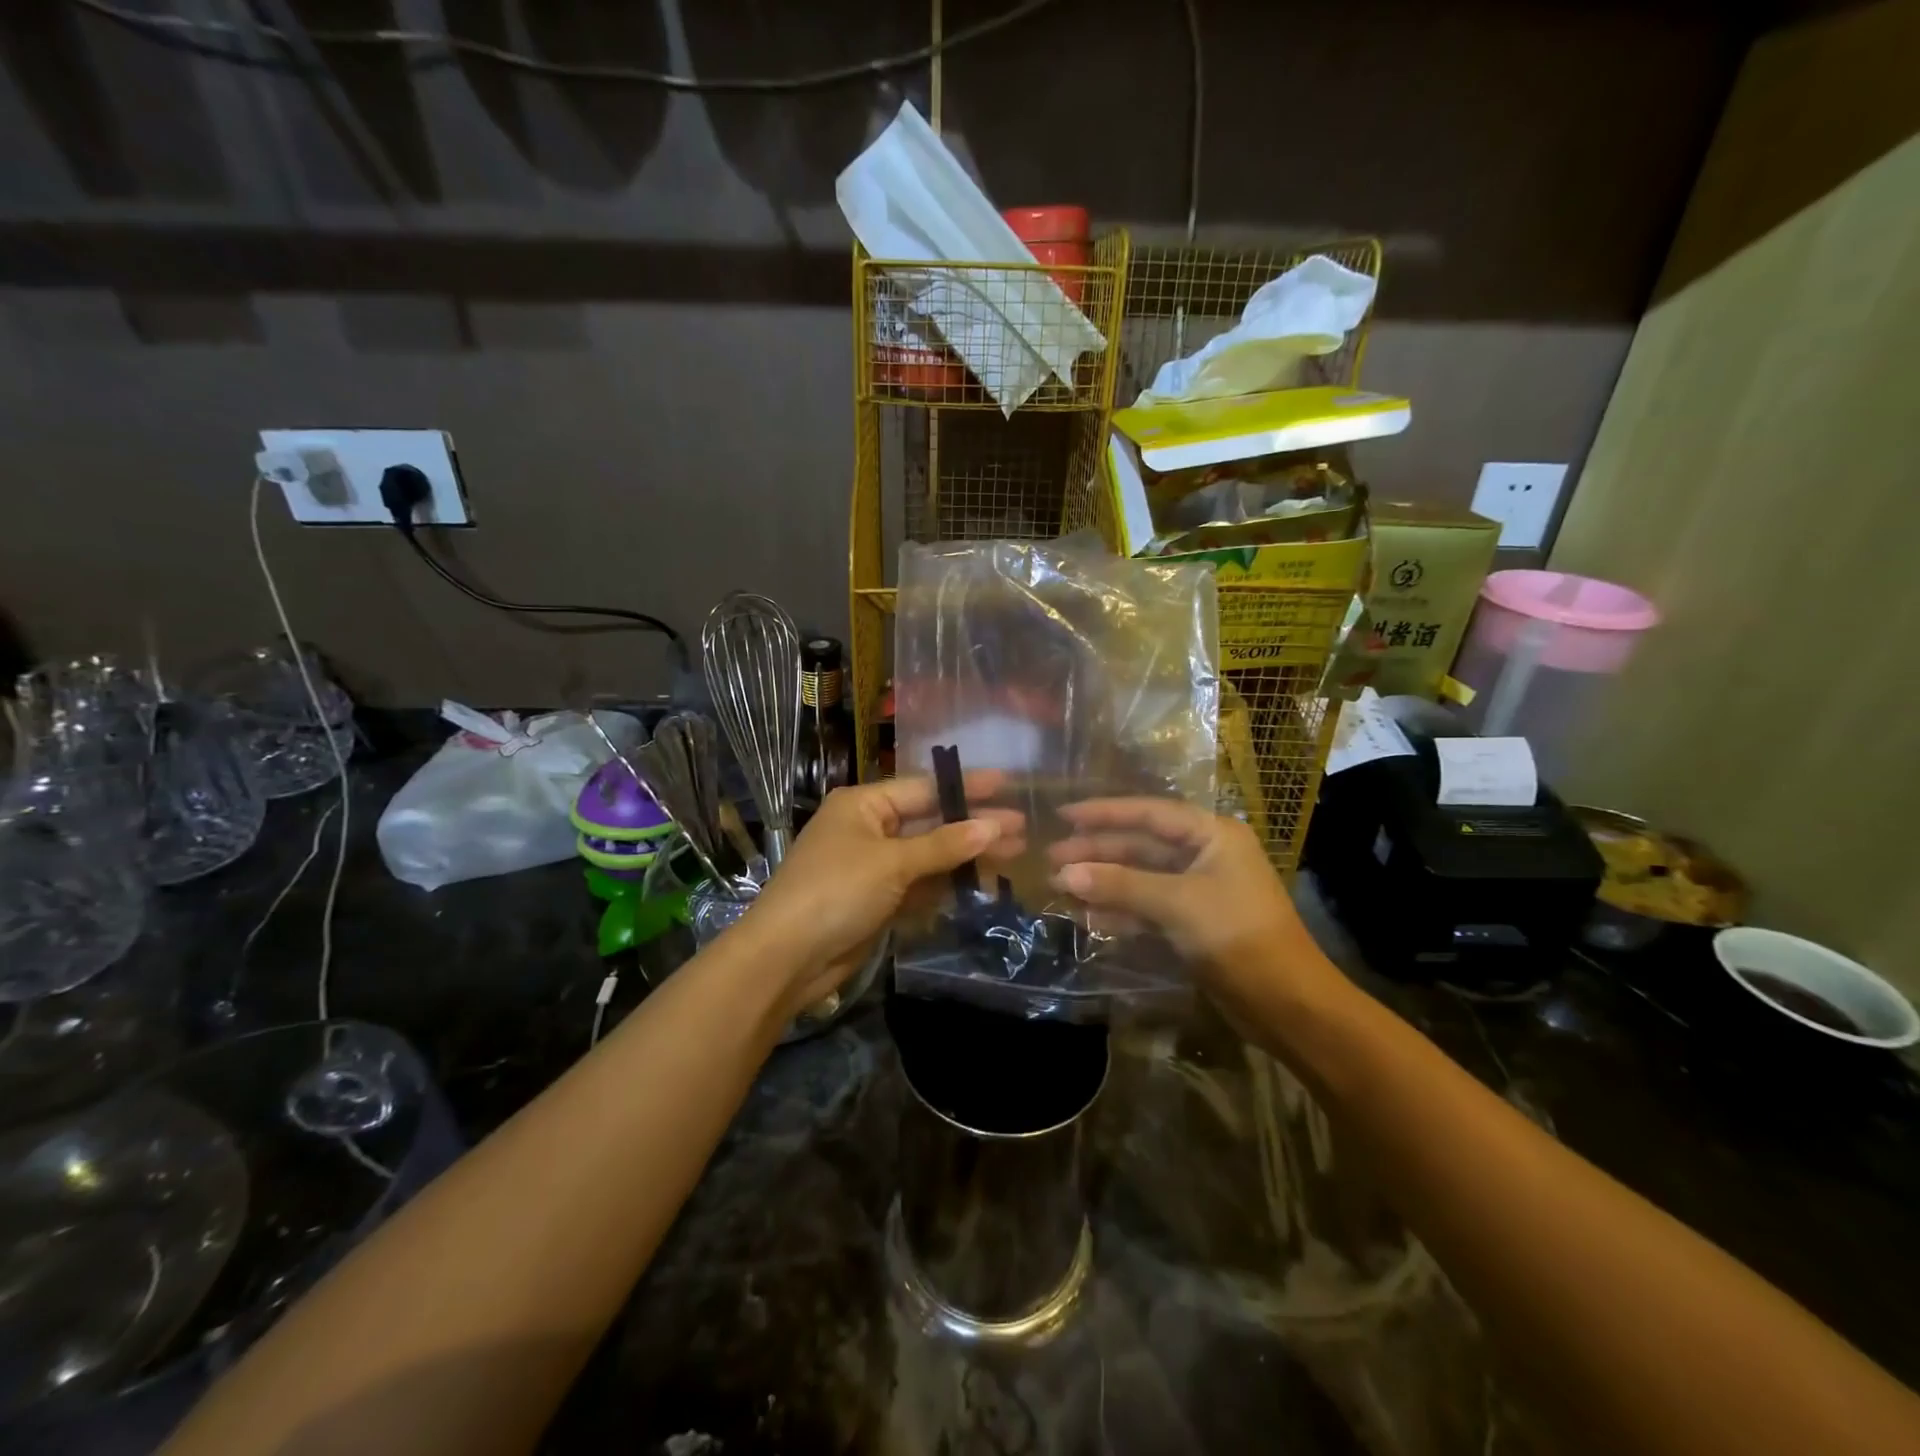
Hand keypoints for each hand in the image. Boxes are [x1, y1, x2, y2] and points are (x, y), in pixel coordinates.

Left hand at [742, 775, 1022, 1017]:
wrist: (786, 958)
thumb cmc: (835, 892)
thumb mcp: (892, 863)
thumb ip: (943, 845)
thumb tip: (994, 826)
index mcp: (863, 805)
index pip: (924, 788)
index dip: (966, 787)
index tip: (1008, 785)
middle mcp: (868, 829)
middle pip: (930, 822)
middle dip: (973, 825)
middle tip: (1022, 828)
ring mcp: (872, 867)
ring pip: (928, 856)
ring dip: (965, 857)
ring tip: (1013, 854)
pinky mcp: (877, 900)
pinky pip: (919, 885)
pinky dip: (946, 884)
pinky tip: (980, 883)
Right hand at [1048, 798, 1336, 1016]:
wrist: (1287, 1003)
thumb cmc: (1238, 936)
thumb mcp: (1177, 904)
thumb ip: (1120, 885)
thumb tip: (1063, 874)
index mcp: (1211, 834)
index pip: (1148, 813)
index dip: (1104, 812)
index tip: (1063, 813)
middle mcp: (1204, 854)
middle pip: (1140, 845)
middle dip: (1097, 852)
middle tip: (1050, 859)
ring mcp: (1198, 889)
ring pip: (1140, 877)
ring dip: (1103, 882)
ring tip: (1058, 887)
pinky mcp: (1192, 922)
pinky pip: (1147, 906)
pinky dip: (1119, 909)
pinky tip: (1087, 914)